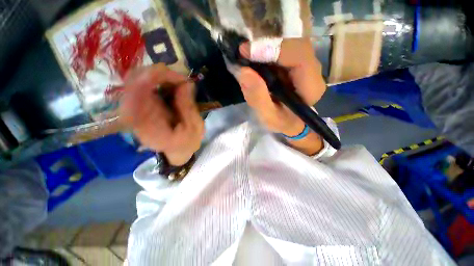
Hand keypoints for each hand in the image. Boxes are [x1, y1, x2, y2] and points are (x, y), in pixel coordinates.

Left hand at [119, 64, 204, 165]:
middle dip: (157, 73)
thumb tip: (186, 83)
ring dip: (156, 75)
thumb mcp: (194, 128)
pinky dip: (155, 79)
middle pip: (133, 81)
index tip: (179, 78)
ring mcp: (134, 108)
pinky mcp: (139, 105)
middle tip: (179, 77)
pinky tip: (169, 83)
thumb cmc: (186, 142)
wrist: (177, 150)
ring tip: (177, 80)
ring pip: (135, 80)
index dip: (155, 78)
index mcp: (146, 124)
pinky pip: (140, 84)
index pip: (137, 93)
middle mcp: (134, 114)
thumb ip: (188, 108)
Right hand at [237, 38, 326, 154]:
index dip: (274, 50)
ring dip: (265, 49)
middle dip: (267, 46)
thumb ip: (258, 98)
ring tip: (246, 57)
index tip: (247, 53)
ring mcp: (306, 65)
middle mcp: (313, 71)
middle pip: (294, 45)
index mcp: (311, 87)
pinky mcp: (296, 64)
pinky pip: (282, 50)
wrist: (291, 122)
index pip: (300, 57)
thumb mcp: (268, 116)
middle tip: (243, 53)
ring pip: (288, 45)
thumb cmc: (282, 122)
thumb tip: (244, 72)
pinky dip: (266, 52)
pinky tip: (254, 59)